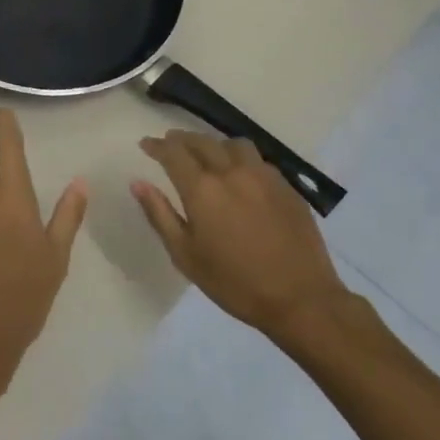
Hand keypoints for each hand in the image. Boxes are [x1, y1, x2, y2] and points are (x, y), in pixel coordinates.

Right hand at [133, 131, 354, 342]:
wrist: (301, 299)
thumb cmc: (234, 282)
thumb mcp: (186, 255)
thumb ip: (160, 214)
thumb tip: (138, 183)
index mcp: (203, 188)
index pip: (173, 152)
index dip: (157, 145)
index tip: (146, 144)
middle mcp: (232, 172)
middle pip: (202, 141)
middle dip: (181, 140)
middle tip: (170, 144)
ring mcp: (263, 176)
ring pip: (233, 144)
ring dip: (213, 144)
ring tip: (207, 154)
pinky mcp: (286, 186)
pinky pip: (257, 159)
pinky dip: (240, 158)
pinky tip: (240, 174)